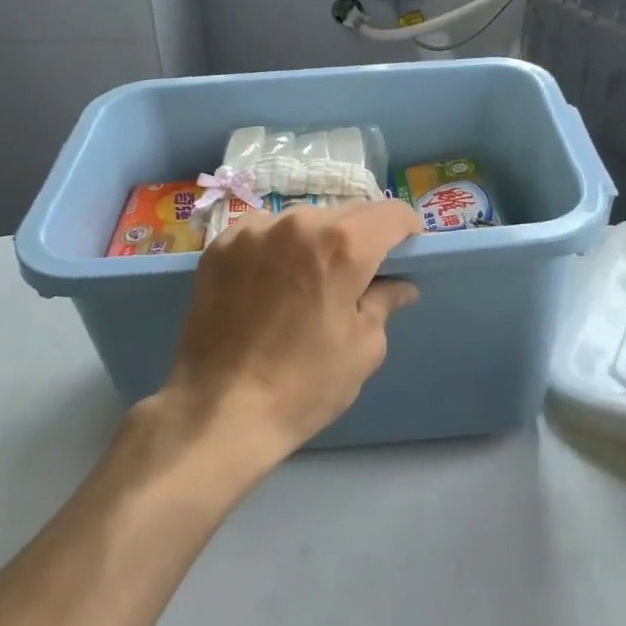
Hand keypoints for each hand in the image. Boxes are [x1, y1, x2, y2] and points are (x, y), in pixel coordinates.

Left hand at [154, 200, 423, 469]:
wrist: (218, 411)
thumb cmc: (304, 385)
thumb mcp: (363, 348)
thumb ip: (384, 303)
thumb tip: (399, 285)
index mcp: (343, 245)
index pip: (391, 213)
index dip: (407, 230)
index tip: (406, 253)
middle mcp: (299, 222)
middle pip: (348, 214)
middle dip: (362, 238)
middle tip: (359, 275)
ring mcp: (254, 229)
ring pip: (304, 220)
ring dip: (317, 241)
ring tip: (309, 281)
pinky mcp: (221, 245)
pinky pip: (266, 232)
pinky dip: (279, 248)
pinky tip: (271, 283)